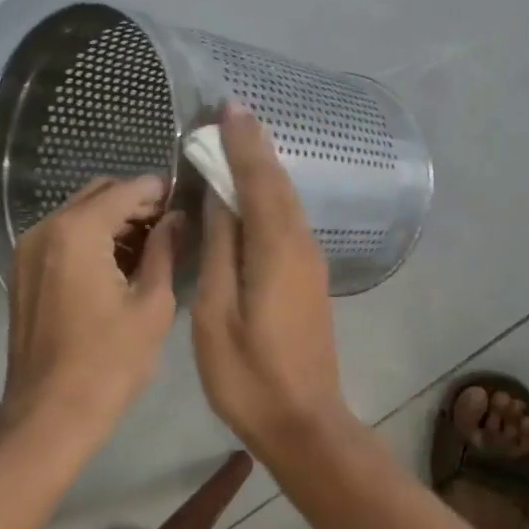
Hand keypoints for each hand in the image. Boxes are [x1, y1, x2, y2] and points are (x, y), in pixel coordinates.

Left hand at [2, 174, 179, 438]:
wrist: (48, 416)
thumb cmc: (109, 362)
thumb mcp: (152, 304)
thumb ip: (165, 249)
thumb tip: (177, 218)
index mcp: (78, 231)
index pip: (126, 189)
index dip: (159, 190)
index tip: (187, 199)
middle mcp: (46, 228)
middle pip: (99, 193)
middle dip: (136, 202)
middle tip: (171, 224)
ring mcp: (28, 249)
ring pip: (79, 212)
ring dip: (114, 219)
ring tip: (151, 245)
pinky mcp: (23, 270)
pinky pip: (63, 235)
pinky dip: (92, 236)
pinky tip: (119, 262)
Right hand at [192, 104, 350, 449]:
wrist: (304, 422)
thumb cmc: (249, 375)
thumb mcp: (217, 314)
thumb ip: (220, 251)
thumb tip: (221, 200)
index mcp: (276, 249)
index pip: (258, 181)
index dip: (243, 143)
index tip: (228, 107)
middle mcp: (301, 244)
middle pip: (278, 183)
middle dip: (255, 145)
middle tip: (230, 112)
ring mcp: (311, 260)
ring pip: (287, 199)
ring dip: (264, 166)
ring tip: (239, 138)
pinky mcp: (310, 276)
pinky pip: (288, 219)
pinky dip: (270, 193)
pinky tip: (254, 190)